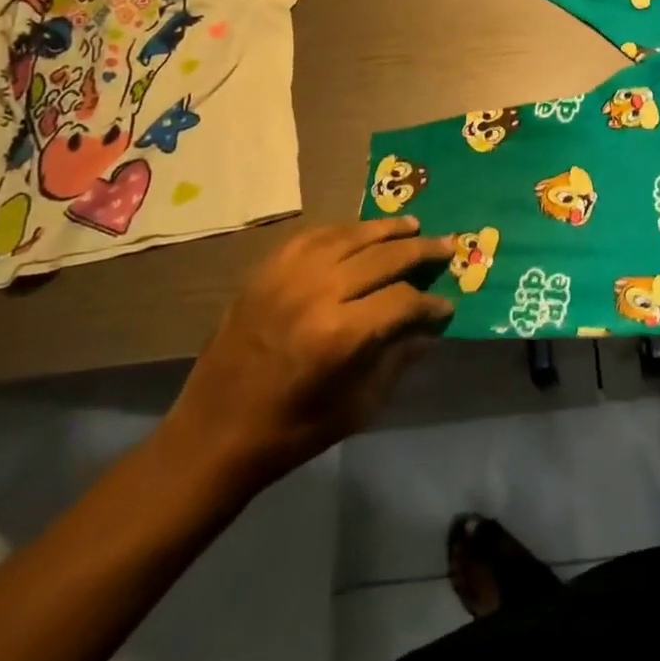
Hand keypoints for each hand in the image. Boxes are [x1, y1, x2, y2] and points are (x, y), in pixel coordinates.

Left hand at [157, 217, 455, 495]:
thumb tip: (429, 329)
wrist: (211, 435)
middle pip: (382, 256)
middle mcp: (316, 292)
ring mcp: (287, 276)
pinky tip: (361, 231)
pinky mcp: (265, 271)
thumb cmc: (290, 432)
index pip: (402, 300)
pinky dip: (343, 231)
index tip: (447, 306)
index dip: (430, 303)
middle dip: (421, 250)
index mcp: (340, 334)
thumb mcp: (356, 407)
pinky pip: (313, 236)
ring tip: (412, 225)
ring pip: (350, 236)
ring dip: (386, 229)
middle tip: (448, 245)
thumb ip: (397, 360)